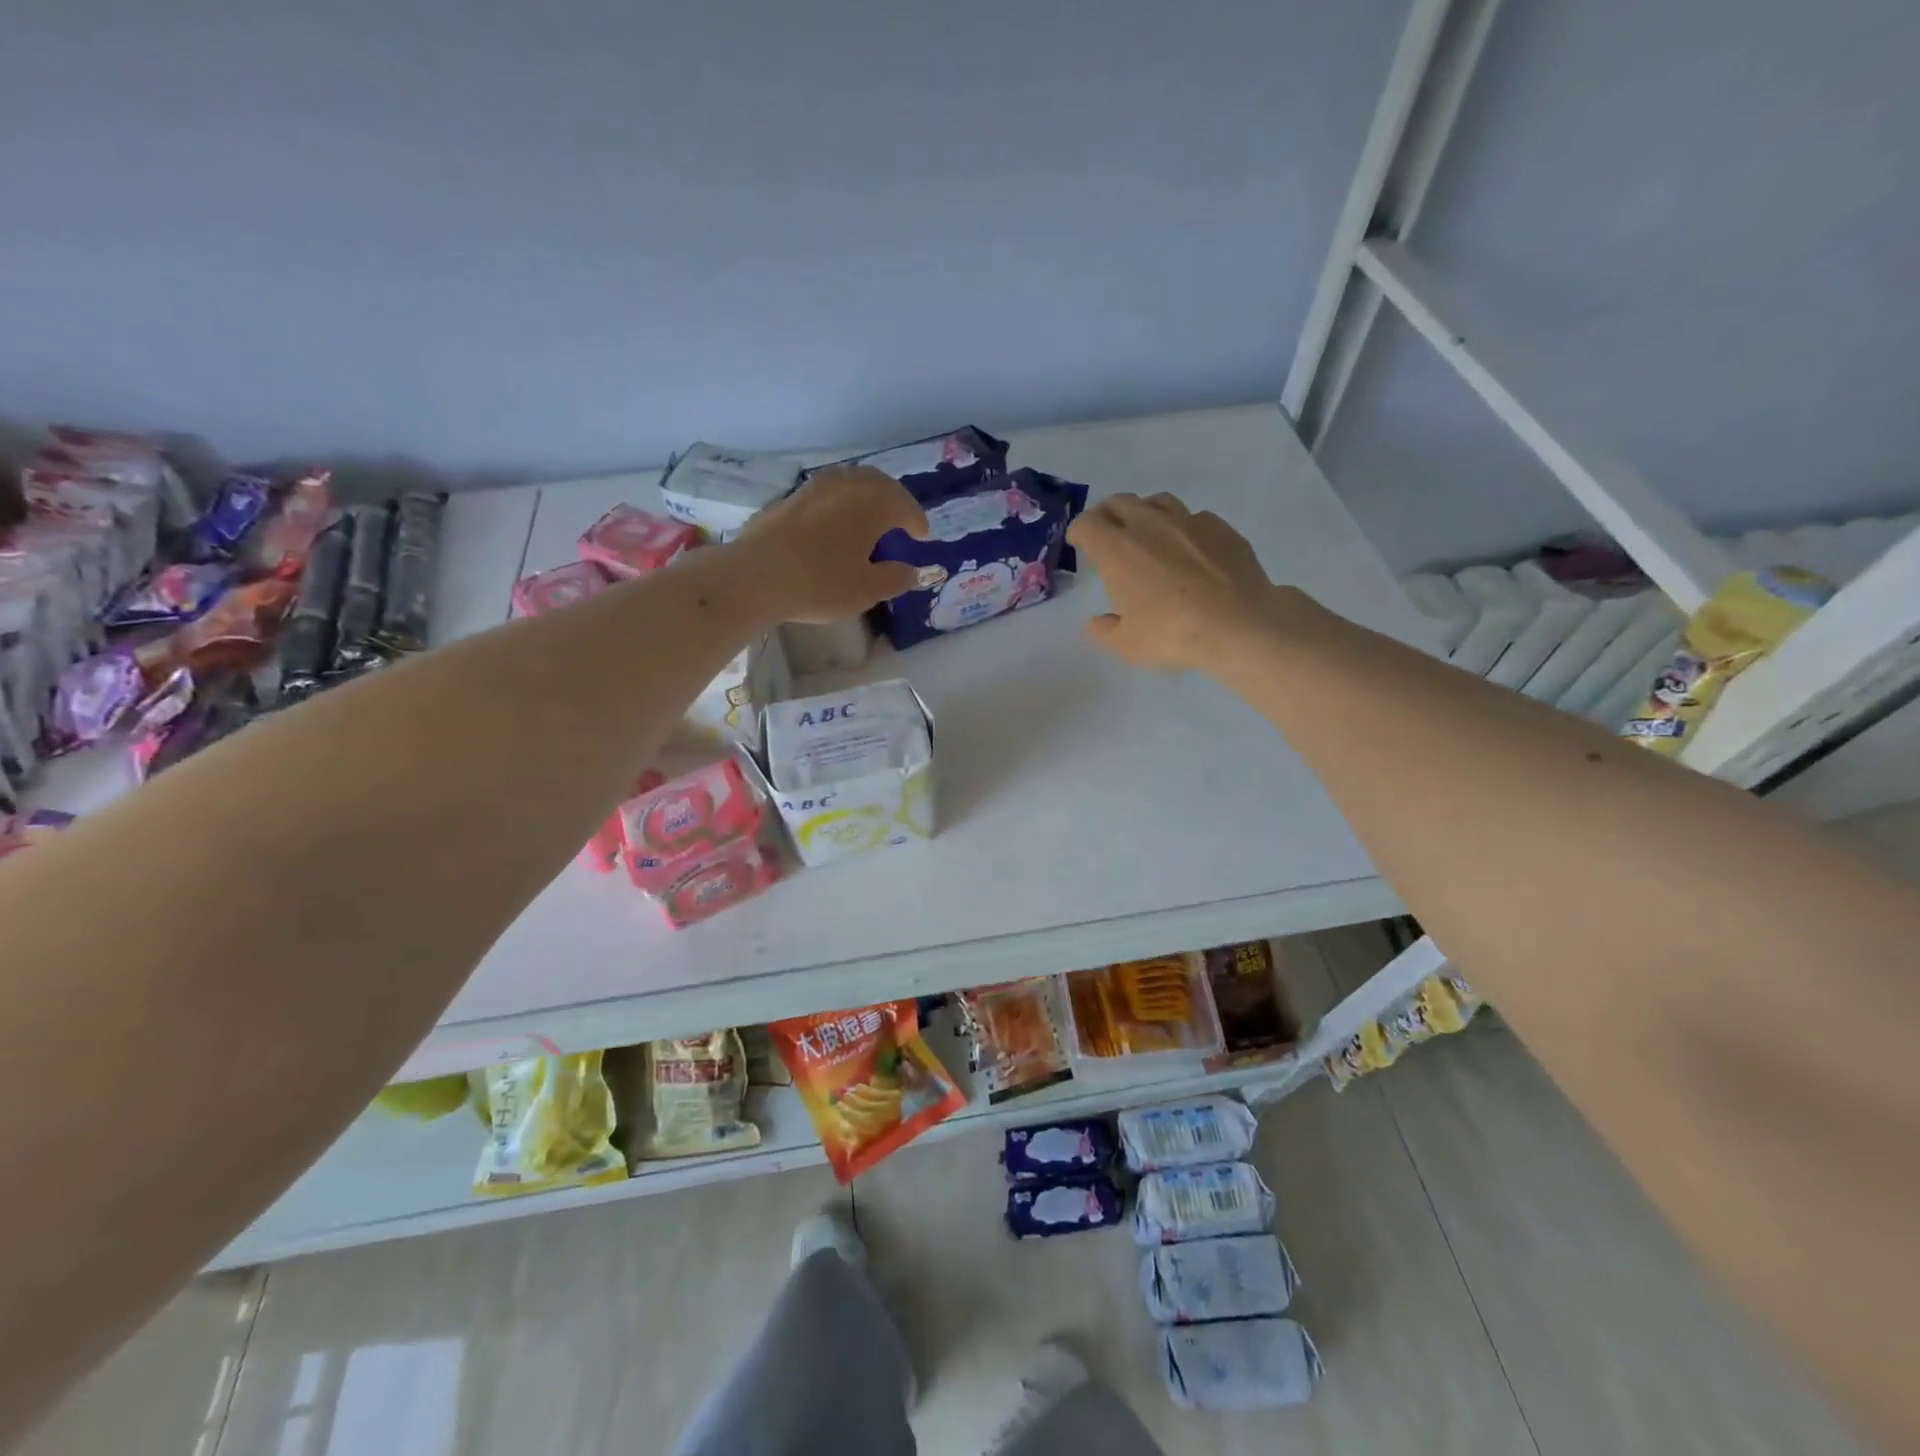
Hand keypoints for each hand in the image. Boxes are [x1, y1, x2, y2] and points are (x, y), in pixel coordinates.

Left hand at [732, 466, 929, 622]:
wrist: (756, 577)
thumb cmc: (821, 583)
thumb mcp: (868, 589)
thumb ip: (896, 577)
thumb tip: (912, 571)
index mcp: (873, 502)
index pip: (905, 505)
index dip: (917, 522)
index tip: (922, 538)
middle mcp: (846, 485)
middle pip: (878, 484)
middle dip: (894, 501)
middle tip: (900, 522)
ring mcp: (814, 487)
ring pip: (849, 483)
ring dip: (865, 498)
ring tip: (869, 520)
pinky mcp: (788, 498)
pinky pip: (825, 494)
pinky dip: (839, 504)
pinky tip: (834, 526)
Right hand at [1067, 492, 1286, 672]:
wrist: (1239, 624)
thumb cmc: (1172, 634)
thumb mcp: (1127, 644)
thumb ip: (1105, 630)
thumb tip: (1095, 623)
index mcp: (1117, 549)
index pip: (1087, 524)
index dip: (1079, 532)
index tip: (1079, 544)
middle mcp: (1149, 525)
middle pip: (1119, 502)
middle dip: (1108, 515)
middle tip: (1108, 534)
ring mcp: (1189, 521)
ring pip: (1158, 501)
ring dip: (1145, 513)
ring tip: (1148, 534)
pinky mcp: (1221, 528)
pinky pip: (1195, 517)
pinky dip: (1184, 528)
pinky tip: (1190, 549)